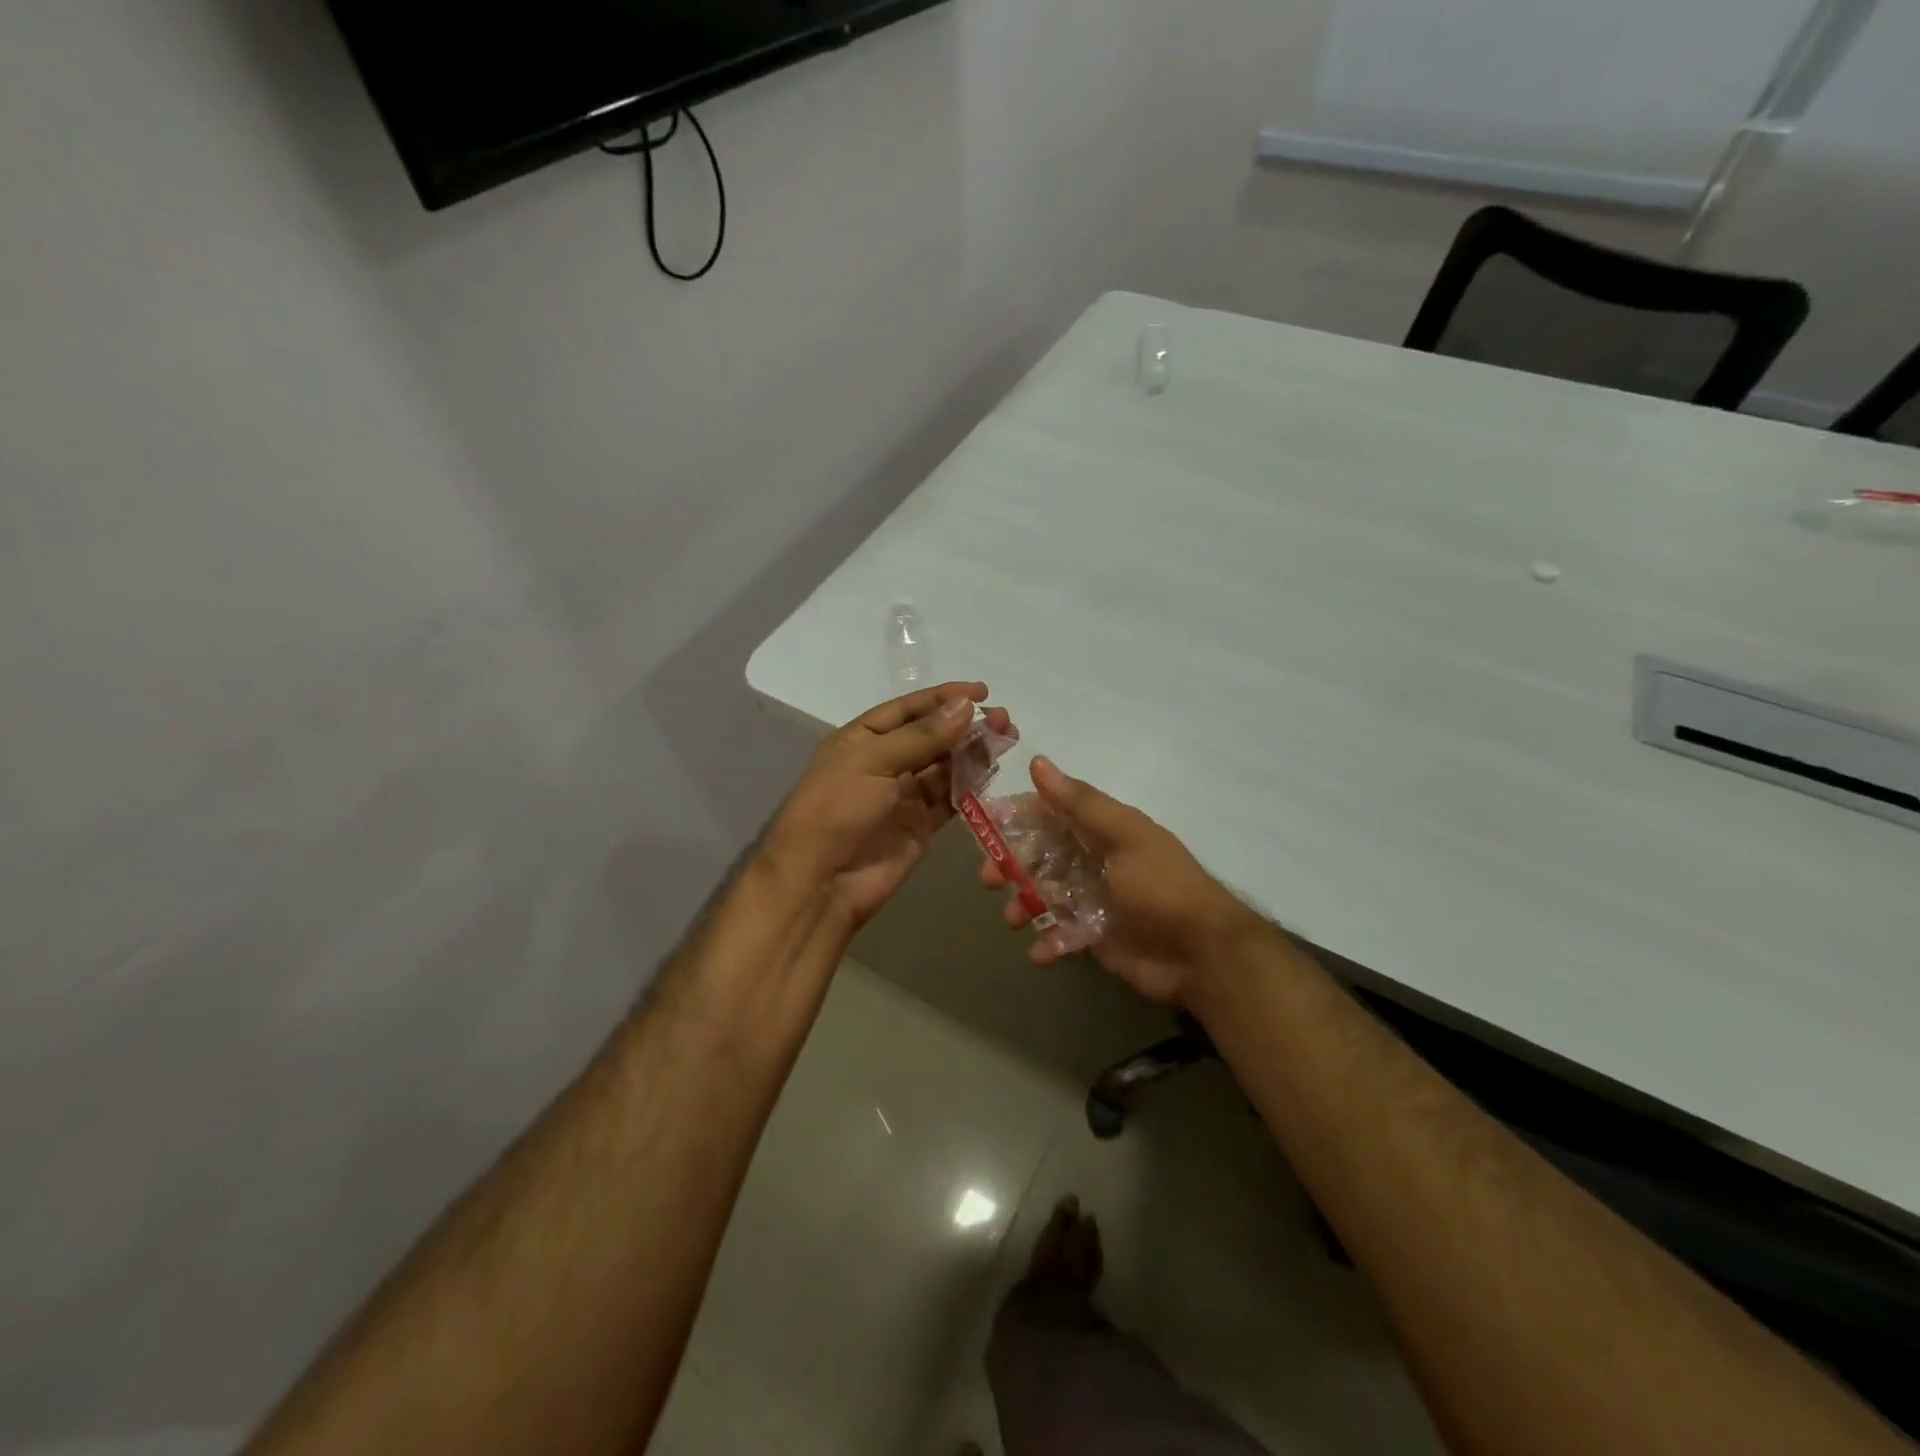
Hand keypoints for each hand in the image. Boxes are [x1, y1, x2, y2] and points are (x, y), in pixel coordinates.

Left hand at [766, 682, 1012, 927]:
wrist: (822, 882)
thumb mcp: (873, 762)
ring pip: (945, 766)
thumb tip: (966, 706)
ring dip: (973, 752)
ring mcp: (903, 795)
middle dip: (966, 725)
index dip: (943, 698)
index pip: (908, 709)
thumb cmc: (838, 810)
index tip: (982, 691)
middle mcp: (885, 762)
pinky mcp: (920, 825)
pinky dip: (971, 785)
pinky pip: (950, 798)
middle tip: (1004, 719)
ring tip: (1006, 740)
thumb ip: (922, 736)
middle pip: (932, 736)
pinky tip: (992, 771)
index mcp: (863, 739)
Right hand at [979, 757, 1262, 1005]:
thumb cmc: (1161, 886)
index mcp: (1101, 831)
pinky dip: (1047, 943)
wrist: (1203, 954)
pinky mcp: (1093, 938)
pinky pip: (1059, 935)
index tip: (984, 825)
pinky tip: (1041, 952)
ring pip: (1042, 895)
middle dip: (1010, 865)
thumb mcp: (1124, 836)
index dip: (1017, 817)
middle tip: (988, 880)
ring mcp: (1092, 901)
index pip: (1050, 814)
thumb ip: (1081, 803)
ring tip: (1014, 919)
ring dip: (1022, 905)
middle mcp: (1092, 861)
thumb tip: (1038, 762)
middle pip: (1038, 855)